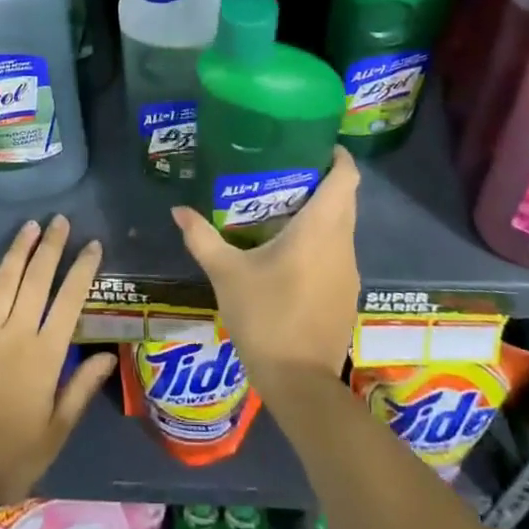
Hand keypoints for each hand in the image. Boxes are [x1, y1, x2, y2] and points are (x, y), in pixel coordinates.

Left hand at [0, 216, 117, 507]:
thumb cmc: (9, 459)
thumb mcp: (55, 433)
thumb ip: (81, 389)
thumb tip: (107, 354)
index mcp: (44, 356)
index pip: (70, 301)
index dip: (82, 270)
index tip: (92, 244)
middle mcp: (15, 334)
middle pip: (37, 280)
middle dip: (51, 247)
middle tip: (60, 220)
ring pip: (4, 282)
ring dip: (18, 251)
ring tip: (30, 225)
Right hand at [171, 146, 359, 394]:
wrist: (300, 384)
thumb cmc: (265, 317)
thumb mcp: (226, 274)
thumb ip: (202, 237)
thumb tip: (178, 209)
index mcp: (321, 229)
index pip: (346, 178)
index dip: (338, 156)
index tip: (316, 144)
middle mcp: (343, 244)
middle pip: (346, 199)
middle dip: (325, 180)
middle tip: (288, 170)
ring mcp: (350, 271)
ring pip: (344, 227)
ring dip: (324, 212)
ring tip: (285, 206)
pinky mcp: (347, 295)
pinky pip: (339, 252)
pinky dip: (323, 240)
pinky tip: (293, 251)